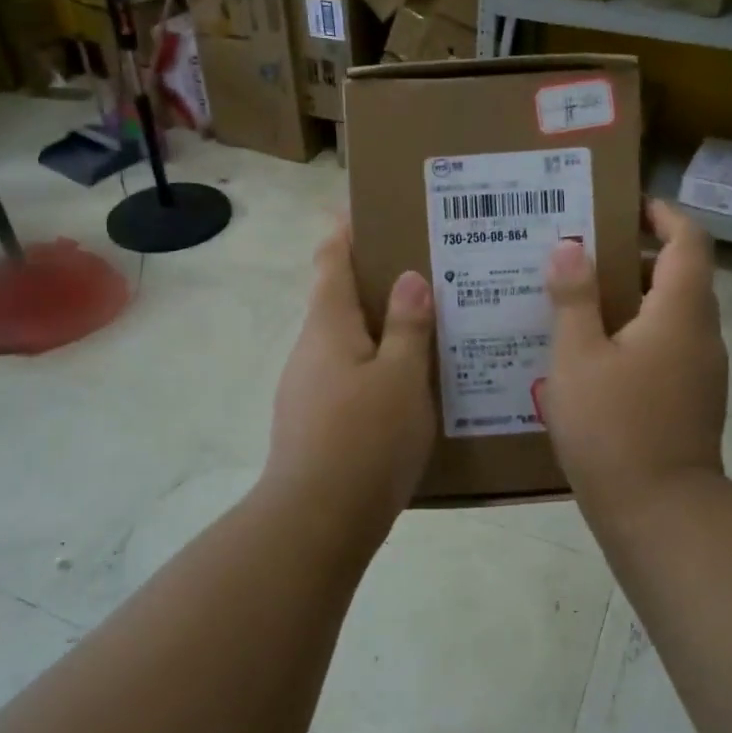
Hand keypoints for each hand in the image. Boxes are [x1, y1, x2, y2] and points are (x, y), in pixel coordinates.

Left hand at [259, 223, 435, 533]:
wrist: (316, 521)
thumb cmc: (365, 438)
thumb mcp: (402, 377)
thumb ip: (408, 326)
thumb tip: (409, 279)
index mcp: (328, 327)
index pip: (330, 262)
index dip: (344, 233)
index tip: (364, 211)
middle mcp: (310, 350)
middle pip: (337, 302)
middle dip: (373, 284)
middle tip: (423, 273)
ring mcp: (306, 389)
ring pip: (345, 344)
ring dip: (377, 330)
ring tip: (426, 328)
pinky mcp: (313, 423)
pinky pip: (347, 378)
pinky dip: (374, 368)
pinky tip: (406, 386)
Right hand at [540, 200, 727, 517]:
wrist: (659, 512)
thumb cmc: (613, 426)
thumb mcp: (577, 356)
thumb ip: (574, 297)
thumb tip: (569, 246)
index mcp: (680, 312)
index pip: (689, 241)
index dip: (663, 215)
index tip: (627, 205)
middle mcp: (702, 335)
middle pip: (681, 277)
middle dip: (638, 257)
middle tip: (585, 254)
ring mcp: (703, 372)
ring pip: (673, 316)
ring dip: (635, 299)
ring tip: (581, 300)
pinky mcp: (693, 401)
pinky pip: (668, 348)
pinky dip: (638, 335)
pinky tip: (594, 354)